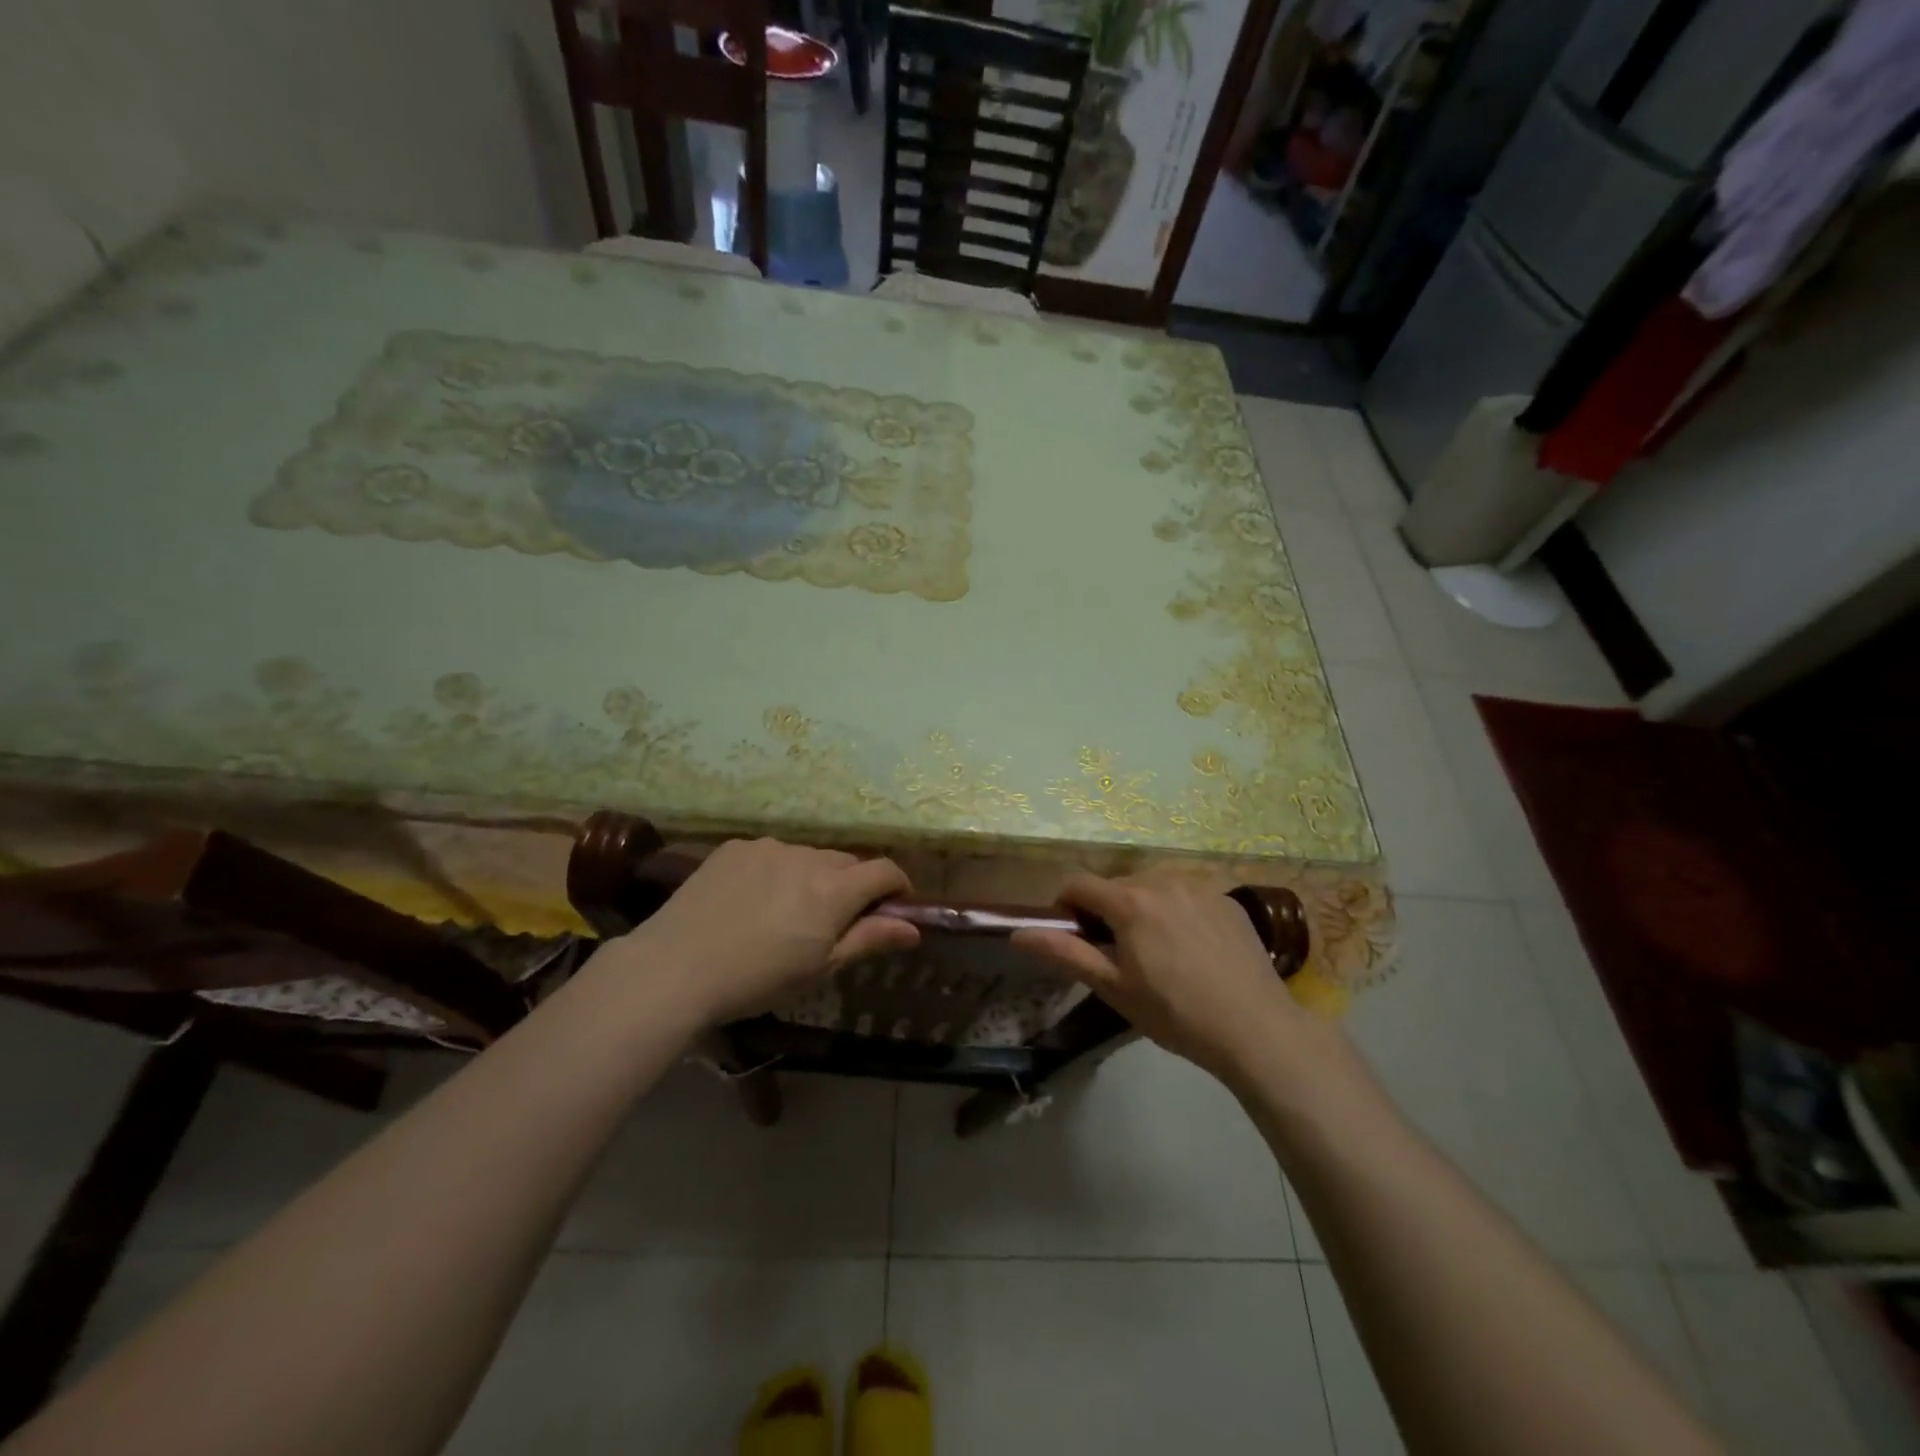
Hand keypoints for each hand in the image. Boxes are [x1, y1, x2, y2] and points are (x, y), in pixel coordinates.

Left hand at [608, 839, 919, 1025]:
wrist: (675, 968)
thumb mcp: (820, 969)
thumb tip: (913, 928)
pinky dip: (776, 871)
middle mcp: (806, 857)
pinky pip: (771, 854)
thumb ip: (869, 940)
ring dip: (812, 877)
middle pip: (846, 863)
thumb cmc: (757, 980)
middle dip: (852, 886)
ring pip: (808, 857)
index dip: (898, 886)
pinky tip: (751, 900)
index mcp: (833, 890)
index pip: (884, 870)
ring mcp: (768, 847)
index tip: (894, 907)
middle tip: (832, 922)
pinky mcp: (735, 847)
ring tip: (785, 912)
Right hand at [1010, 869, 1308, 1082]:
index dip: (1066, 906)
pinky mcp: (1228, 899)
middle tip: (1119, 954)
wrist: (1256, 1029)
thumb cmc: (1175, 1013)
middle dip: (1107, 910)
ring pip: (1153, 886)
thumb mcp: (1114, 988)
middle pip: (1117, 885)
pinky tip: (1194, 949)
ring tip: (1159, 952)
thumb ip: (1065, 954)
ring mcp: (1199, 886)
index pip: (1078, 883)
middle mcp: (1162, 879)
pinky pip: (1188, 894)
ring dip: (1143, 908)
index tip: (1075, 936)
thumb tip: (1018, 934)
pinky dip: (1178, 911)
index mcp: (1129, 900)